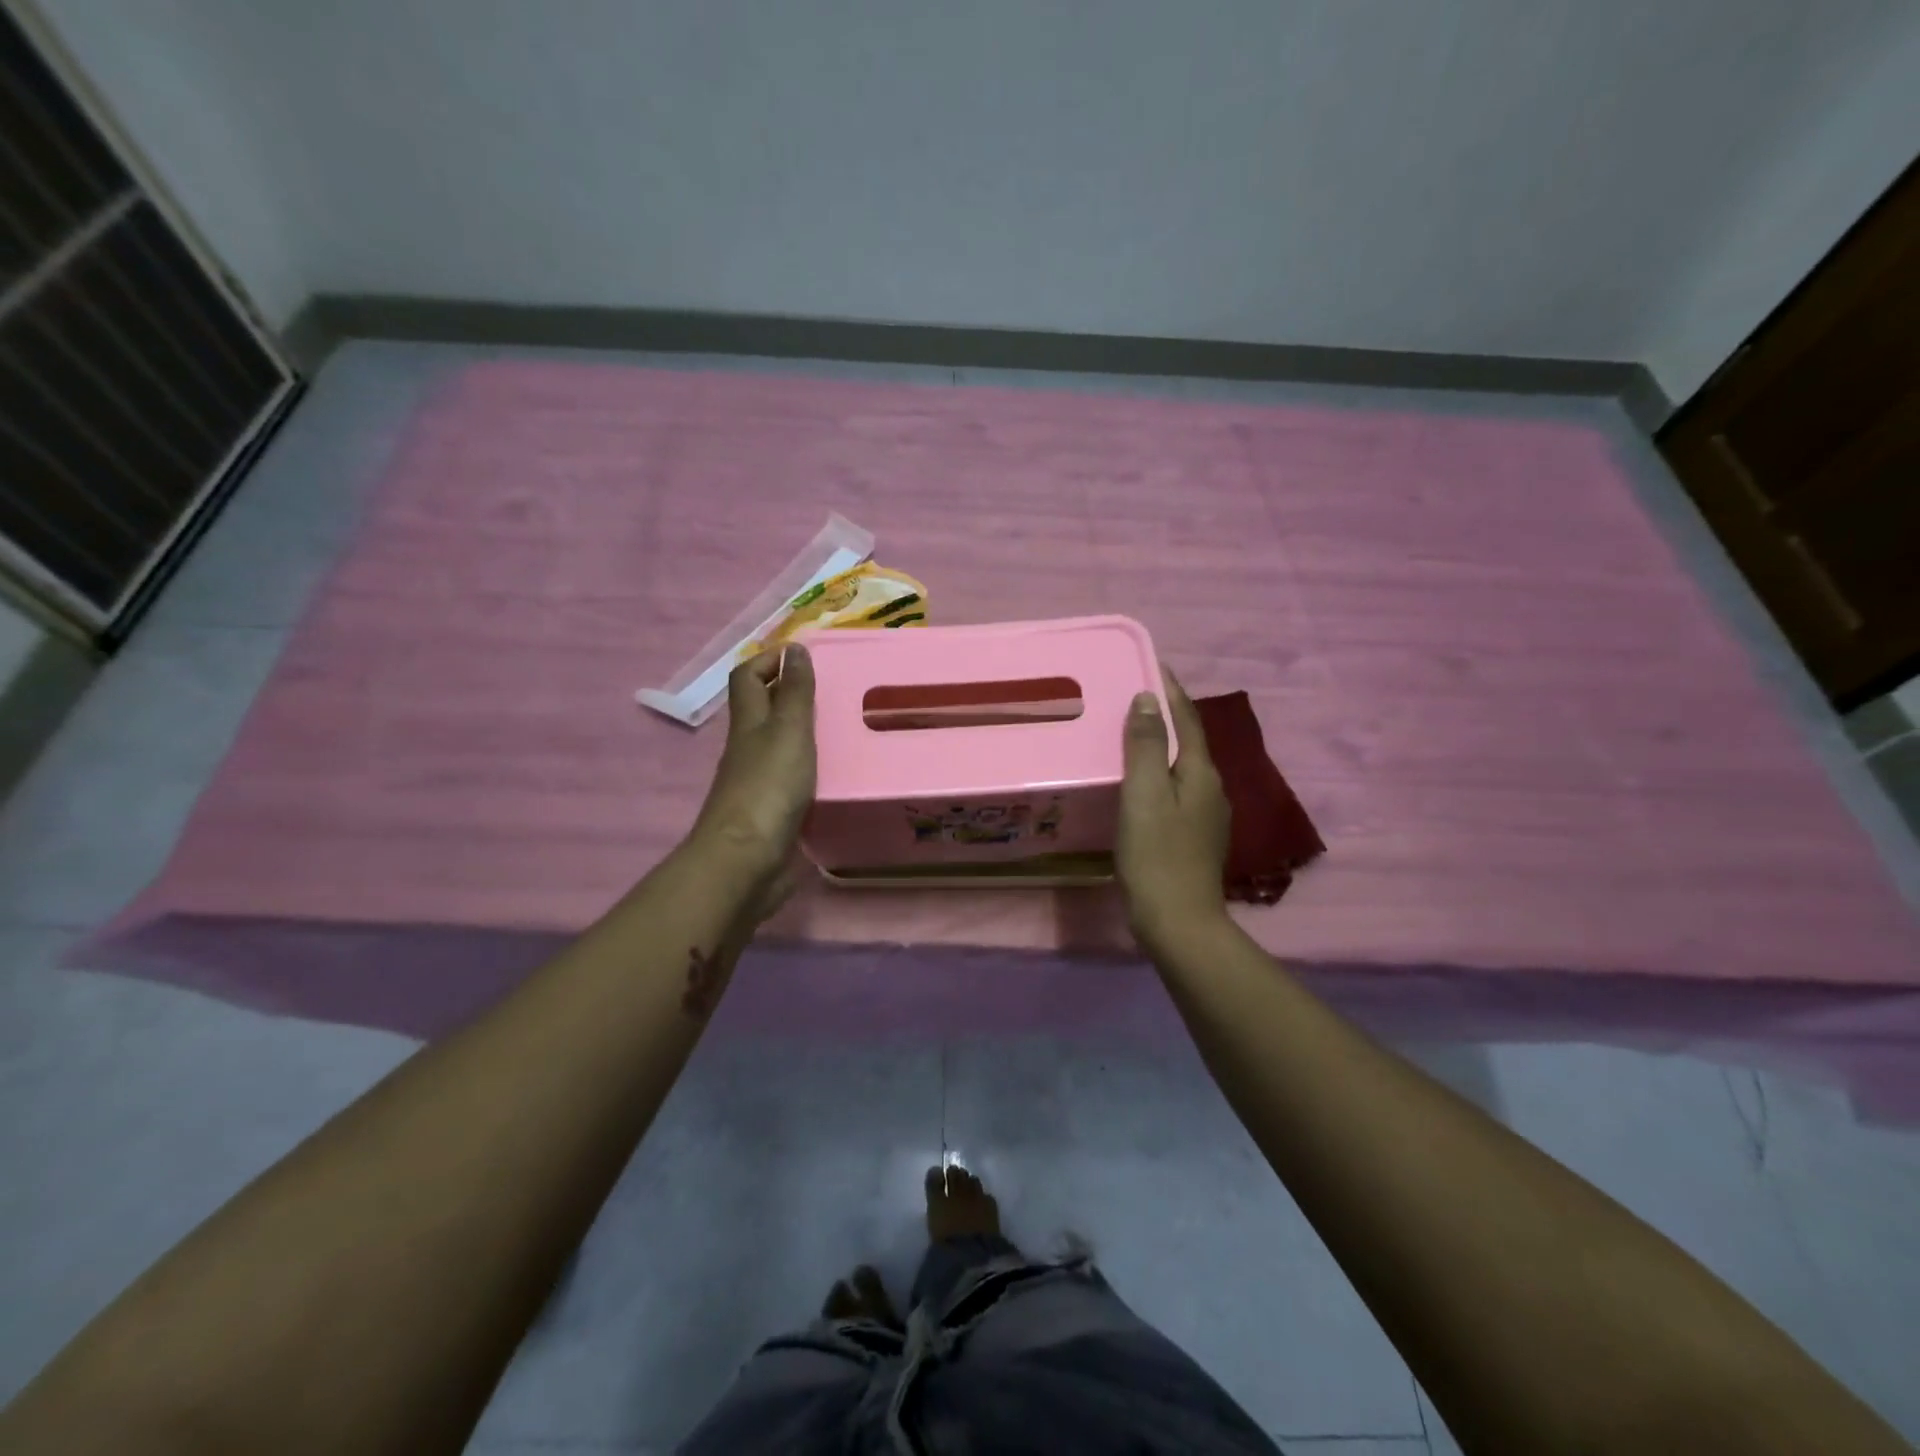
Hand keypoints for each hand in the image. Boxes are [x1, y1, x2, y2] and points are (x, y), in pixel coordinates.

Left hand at [690, 644, 816, 883]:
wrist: (746, 861)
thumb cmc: (768, 787)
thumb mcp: (788, 731)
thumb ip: (795, 693)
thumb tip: (795, 648)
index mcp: (749, 723)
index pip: (746, 677)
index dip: (767, 660)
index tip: (802, 655)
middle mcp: (748, 748)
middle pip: (761, 710)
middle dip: (788, 693)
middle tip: (832, 690)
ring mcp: (757, 782)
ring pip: (777, 745)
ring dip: (802, 733)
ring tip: (842, 729)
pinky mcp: (771, 812)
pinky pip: (790, 779)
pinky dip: (809, 769)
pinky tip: (834, 774)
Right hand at [1117, 670, 1230, 952]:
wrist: (1178, 922)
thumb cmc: (1156, 855)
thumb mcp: (1145, 795)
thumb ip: (1148, 746)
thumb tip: (1148, 699)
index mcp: (1202, 774)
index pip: (1189, 719)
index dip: (1170, 691)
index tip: (1151, 665)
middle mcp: (1212, 789)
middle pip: (1189, 741)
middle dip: (1166, 716)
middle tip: (1132, 697)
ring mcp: (1206, 816)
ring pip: (1183, 767)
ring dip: (1162, 746)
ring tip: (1131, 735)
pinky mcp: (1194, 838)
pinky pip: (1176, 790)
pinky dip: (1159, 774)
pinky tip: (1139, 784)